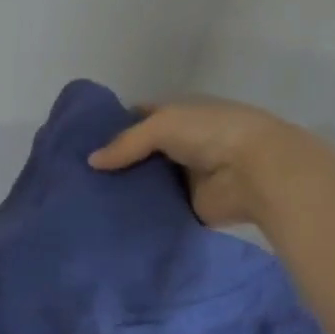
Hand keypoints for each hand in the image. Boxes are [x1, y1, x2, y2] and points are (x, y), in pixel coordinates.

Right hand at [87, 98, 288, 227]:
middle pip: (139, 153)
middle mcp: (180, 144)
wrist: (255, 171)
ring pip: (146, 182)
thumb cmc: (210, 134)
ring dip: (124, 189)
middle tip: (78, 175)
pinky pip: (157, 209)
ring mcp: (184, 176)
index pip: (138, 117)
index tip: (81, 140)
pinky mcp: (188, 206)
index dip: (112, 126)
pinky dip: (139, 213)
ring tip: (86, 199)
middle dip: (114, 162)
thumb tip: (92, 162)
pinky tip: (109, 219)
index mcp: (178, 115)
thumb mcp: (161, 125)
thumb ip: (125, 143)